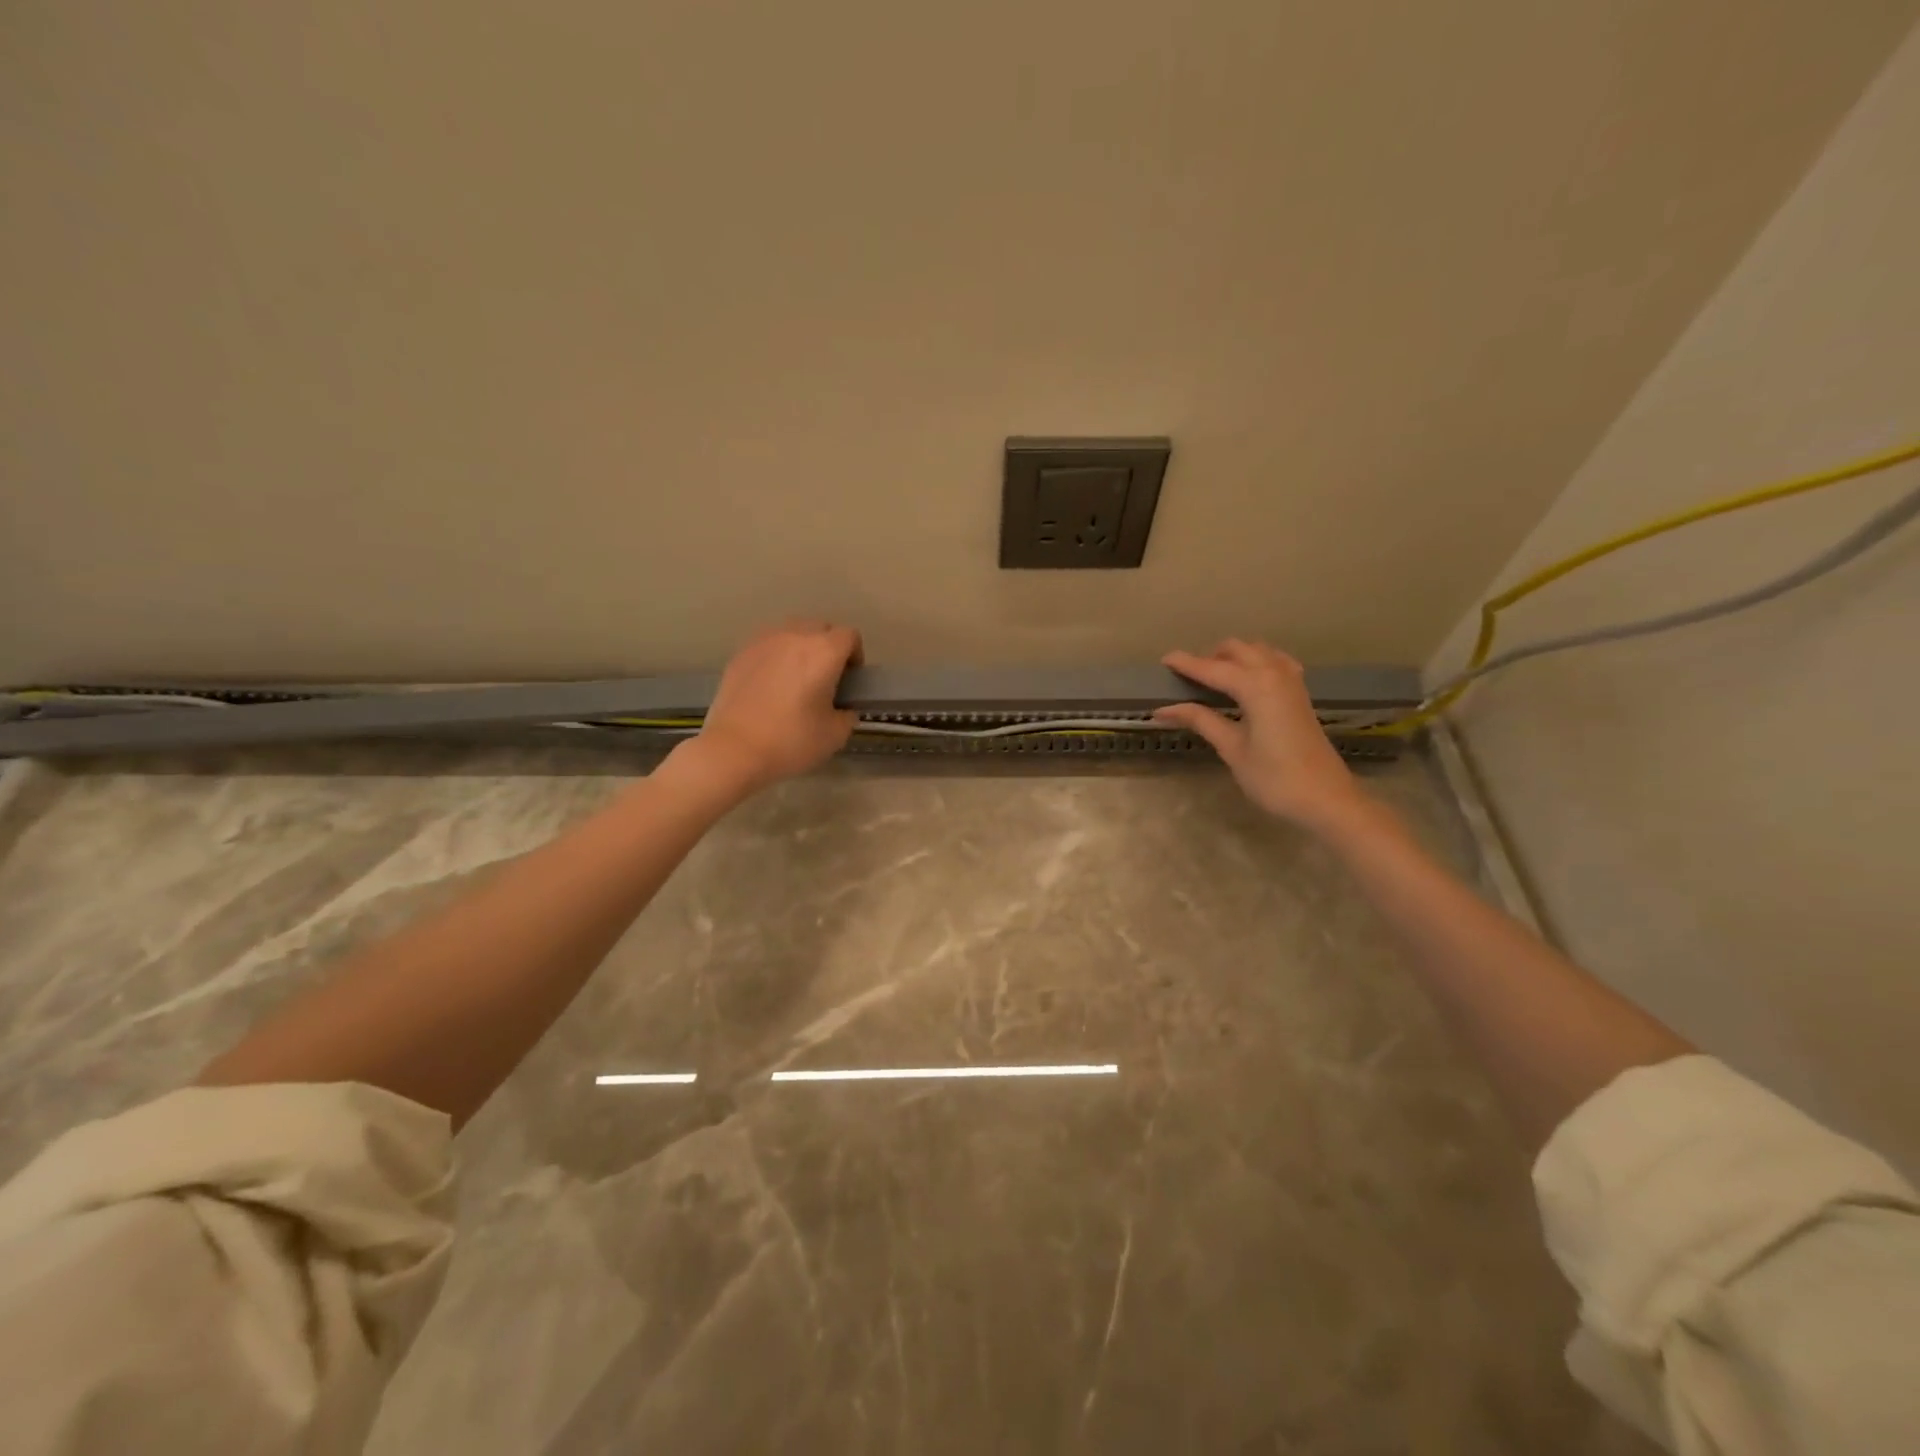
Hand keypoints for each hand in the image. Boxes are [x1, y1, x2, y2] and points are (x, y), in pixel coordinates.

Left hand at [690, 620, 861, 793]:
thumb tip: (842, 709)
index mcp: (823, 652)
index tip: (850, 679)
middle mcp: (794, 637)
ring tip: (795, 678)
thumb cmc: (790, 741)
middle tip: (825, 678)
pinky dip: (776, 656)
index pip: (850, 636)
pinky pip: (767, 645)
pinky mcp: (740, 654)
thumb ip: (847, 715)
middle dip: (828, 647)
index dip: (855, 655)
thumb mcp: (834, 736)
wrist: (733, 750)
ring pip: (791, 632)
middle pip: (820, 627)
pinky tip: (770, 684)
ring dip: (801, 647)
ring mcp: (763, 642)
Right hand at [1153, 640, 1367, 832]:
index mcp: (1256, 686)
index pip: (1213, 668)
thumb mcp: (1232, 749)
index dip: (1186, 664)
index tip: (1163, 661)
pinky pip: (1275, 663)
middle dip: (1210, 657)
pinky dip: (1256, 663)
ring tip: (1213, 678)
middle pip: (1237, 650)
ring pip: (1258, 652)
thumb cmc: (1274, 778)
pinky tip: (1247, 682)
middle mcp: (1275, 674)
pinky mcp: (1300, 694)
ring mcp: (1292, 682)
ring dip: (1234, 657)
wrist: (1326, 799)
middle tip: (1187, 677)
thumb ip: (1201, 720)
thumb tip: (1163, 709)